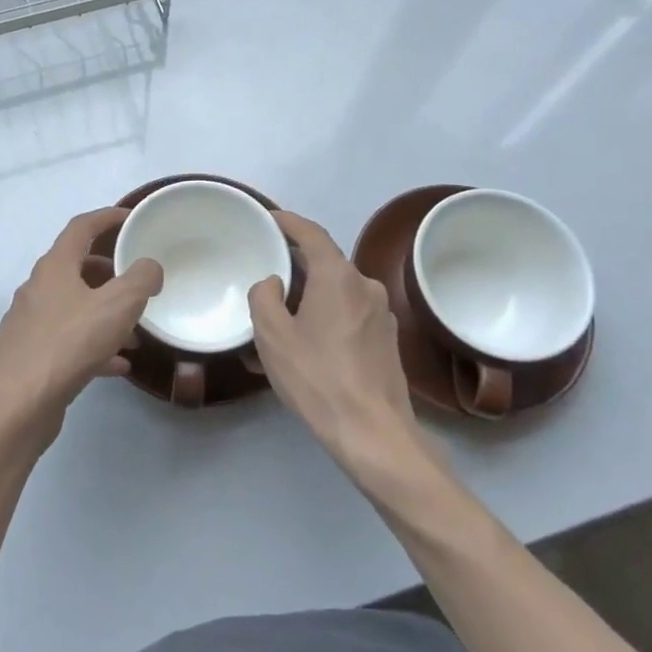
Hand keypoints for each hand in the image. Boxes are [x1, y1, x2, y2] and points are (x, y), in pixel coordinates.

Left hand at [0, 206, 163, 447]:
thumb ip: (140, 279)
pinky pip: (69, 340)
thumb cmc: (68, 344)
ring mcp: (30, 323)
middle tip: (136, 281)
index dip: (107, 218)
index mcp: (54, 267)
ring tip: (136, 332)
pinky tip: (118, 365)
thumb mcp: (117, 306)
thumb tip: (149, 266)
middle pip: (76, 268)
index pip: (81, 228)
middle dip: (109, 272)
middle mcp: (37, 289)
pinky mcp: (30, 355)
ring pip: (74, 307)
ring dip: (105, 313)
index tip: (131, 218)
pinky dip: (94, 345)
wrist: (17, 405)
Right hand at [248, 211, 424, 477]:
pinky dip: (326, 319)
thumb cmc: (318, 377)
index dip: (289, 222)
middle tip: (266, 275)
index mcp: (338, 276)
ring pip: (337, 293)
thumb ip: (264, 297)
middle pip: (325, 264)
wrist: (373, 432)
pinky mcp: (387, 340)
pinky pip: (349, 316)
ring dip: (310, 298)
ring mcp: (382, 314)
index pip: (311, 234)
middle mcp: (365, 286)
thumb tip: (274, 282)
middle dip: (295, 266)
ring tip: (281, 319)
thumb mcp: (273, 335)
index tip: (269, 218)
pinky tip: (306, 346)